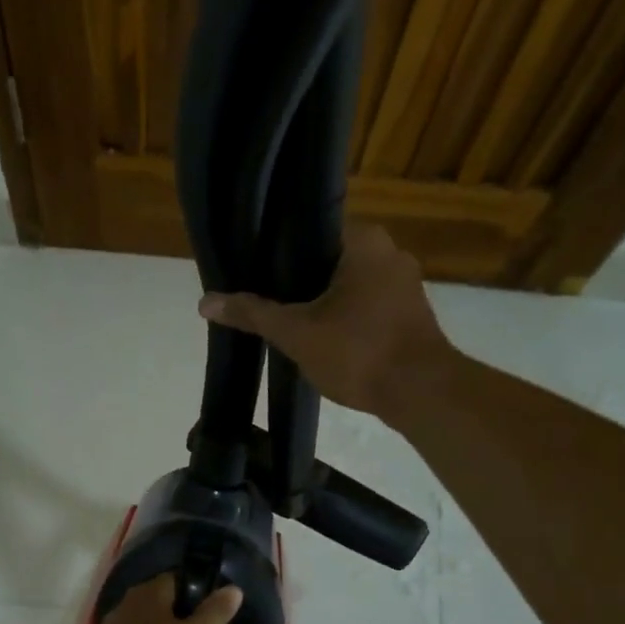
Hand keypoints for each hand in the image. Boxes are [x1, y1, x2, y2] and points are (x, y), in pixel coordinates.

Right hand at [196, 222, 454, 421]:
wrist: (419, 393)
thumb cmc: (358, 352)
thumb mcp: (296, 333)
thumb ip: (253, 313)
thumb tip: (205, 301)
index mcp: (364, 240)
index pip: (311, 231)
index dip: (280, 252)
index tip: (256, 272)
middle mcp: (390, 252)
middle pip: (329, 259)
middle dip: (299, 281)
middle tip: (266, 301)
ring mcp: (406, 284)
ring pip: (350, 285)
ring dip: (323, 302)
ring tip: (290, 322)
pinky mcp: (412, 315)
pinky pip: (367, 306)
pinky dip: (346, 319)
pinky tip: (324, 339)